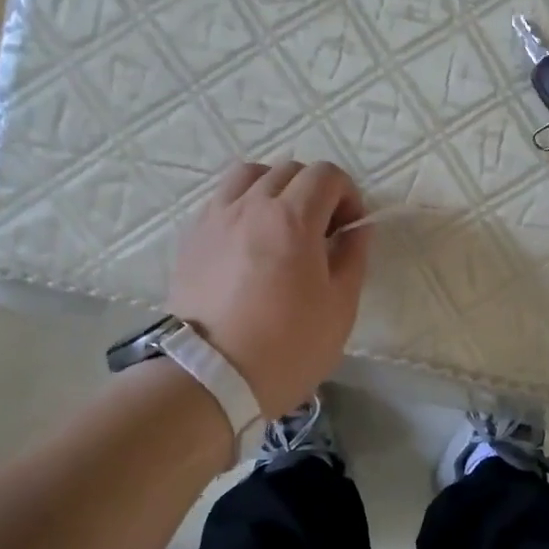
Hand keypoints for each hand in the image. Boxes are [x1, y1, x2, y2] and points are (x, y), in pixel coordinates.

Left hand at [167, 161, 370, 418]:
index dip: (348, 195)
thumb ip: (353, 257)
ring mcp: (215, 218)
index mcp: (293, 218)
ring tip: (280, 224)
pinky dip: (242, 205)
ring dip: (274, 188)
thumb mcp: (340, 307)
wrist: (208, 378)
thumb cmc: (286, 347)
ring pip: (249, 175)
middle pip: (290, 170)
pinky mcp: (191, 237)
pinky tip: (247, 240)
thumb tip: (357, 229)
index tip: (350, 229)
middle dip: (315, 191)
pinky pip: (221, 199)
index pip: (327, 175)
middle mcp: (251, 205)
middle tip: (321, 231)